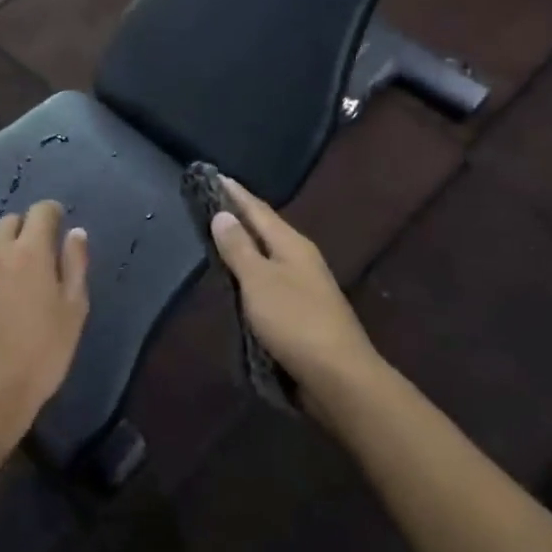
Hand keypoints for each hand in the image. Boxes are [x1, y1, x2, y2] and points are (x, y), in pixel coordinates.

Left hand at [0, 200, 89, 450]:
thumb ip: (75, 265)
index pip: (41, 210)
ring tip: (2, 275)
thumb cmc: (40, 355)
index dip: (52, 214)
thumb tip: (75, 232)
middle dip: (24, 231)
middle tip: (33, 257)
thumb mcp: (73, 311)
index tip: (58, 227)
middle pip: (9, 222)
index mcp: (29, 251)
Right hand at [209, 178, 379, 403]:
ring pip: (269, 255)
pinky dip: (252, 273)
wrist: (339, 376)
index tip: (214, 175)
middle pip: (265, 229)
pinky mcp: (303, 312)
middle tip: (212, 202)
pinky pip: (270, 280)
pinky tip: (241, 279)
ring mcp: (305, 286)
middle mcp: (301, 258)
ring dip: (246, 245)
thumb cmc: (295, 321)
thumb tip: (223, 214)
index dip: (235, 193)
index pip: (258, 209)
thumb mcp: (259, 281)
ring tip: (221, 236)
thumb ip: (239, 248)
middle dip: (240, 216)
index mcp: (292, 244)